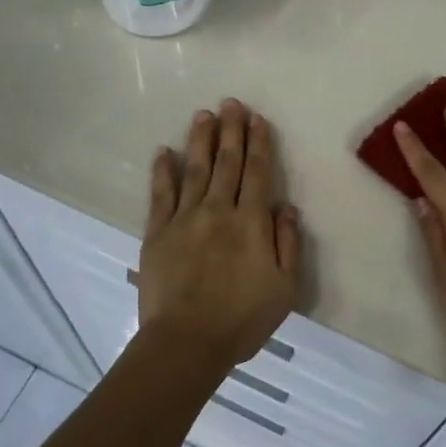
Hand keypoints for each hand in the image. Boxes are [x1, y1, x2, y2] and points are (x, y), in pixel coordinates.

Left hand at [139, 99, 301, 371]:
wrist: (186, 343)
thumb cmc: (242, 319)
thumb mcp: (284, 288)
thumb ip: (287, 244)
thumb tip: (286, 207)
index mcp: (251, 222)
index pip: (257, 172)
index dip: (258, 143)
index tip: (257, 119)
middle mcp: (218, 210)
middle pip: (227, 162)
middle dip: (230, 130)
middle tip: (230, 103)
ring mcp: (184, 219)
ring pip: (194, 169)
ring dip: (200, 140)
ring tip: (203, 115)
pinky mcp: (157, 232)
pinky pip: (160, 194)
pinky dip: (162, 171)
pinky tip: (163, 152)